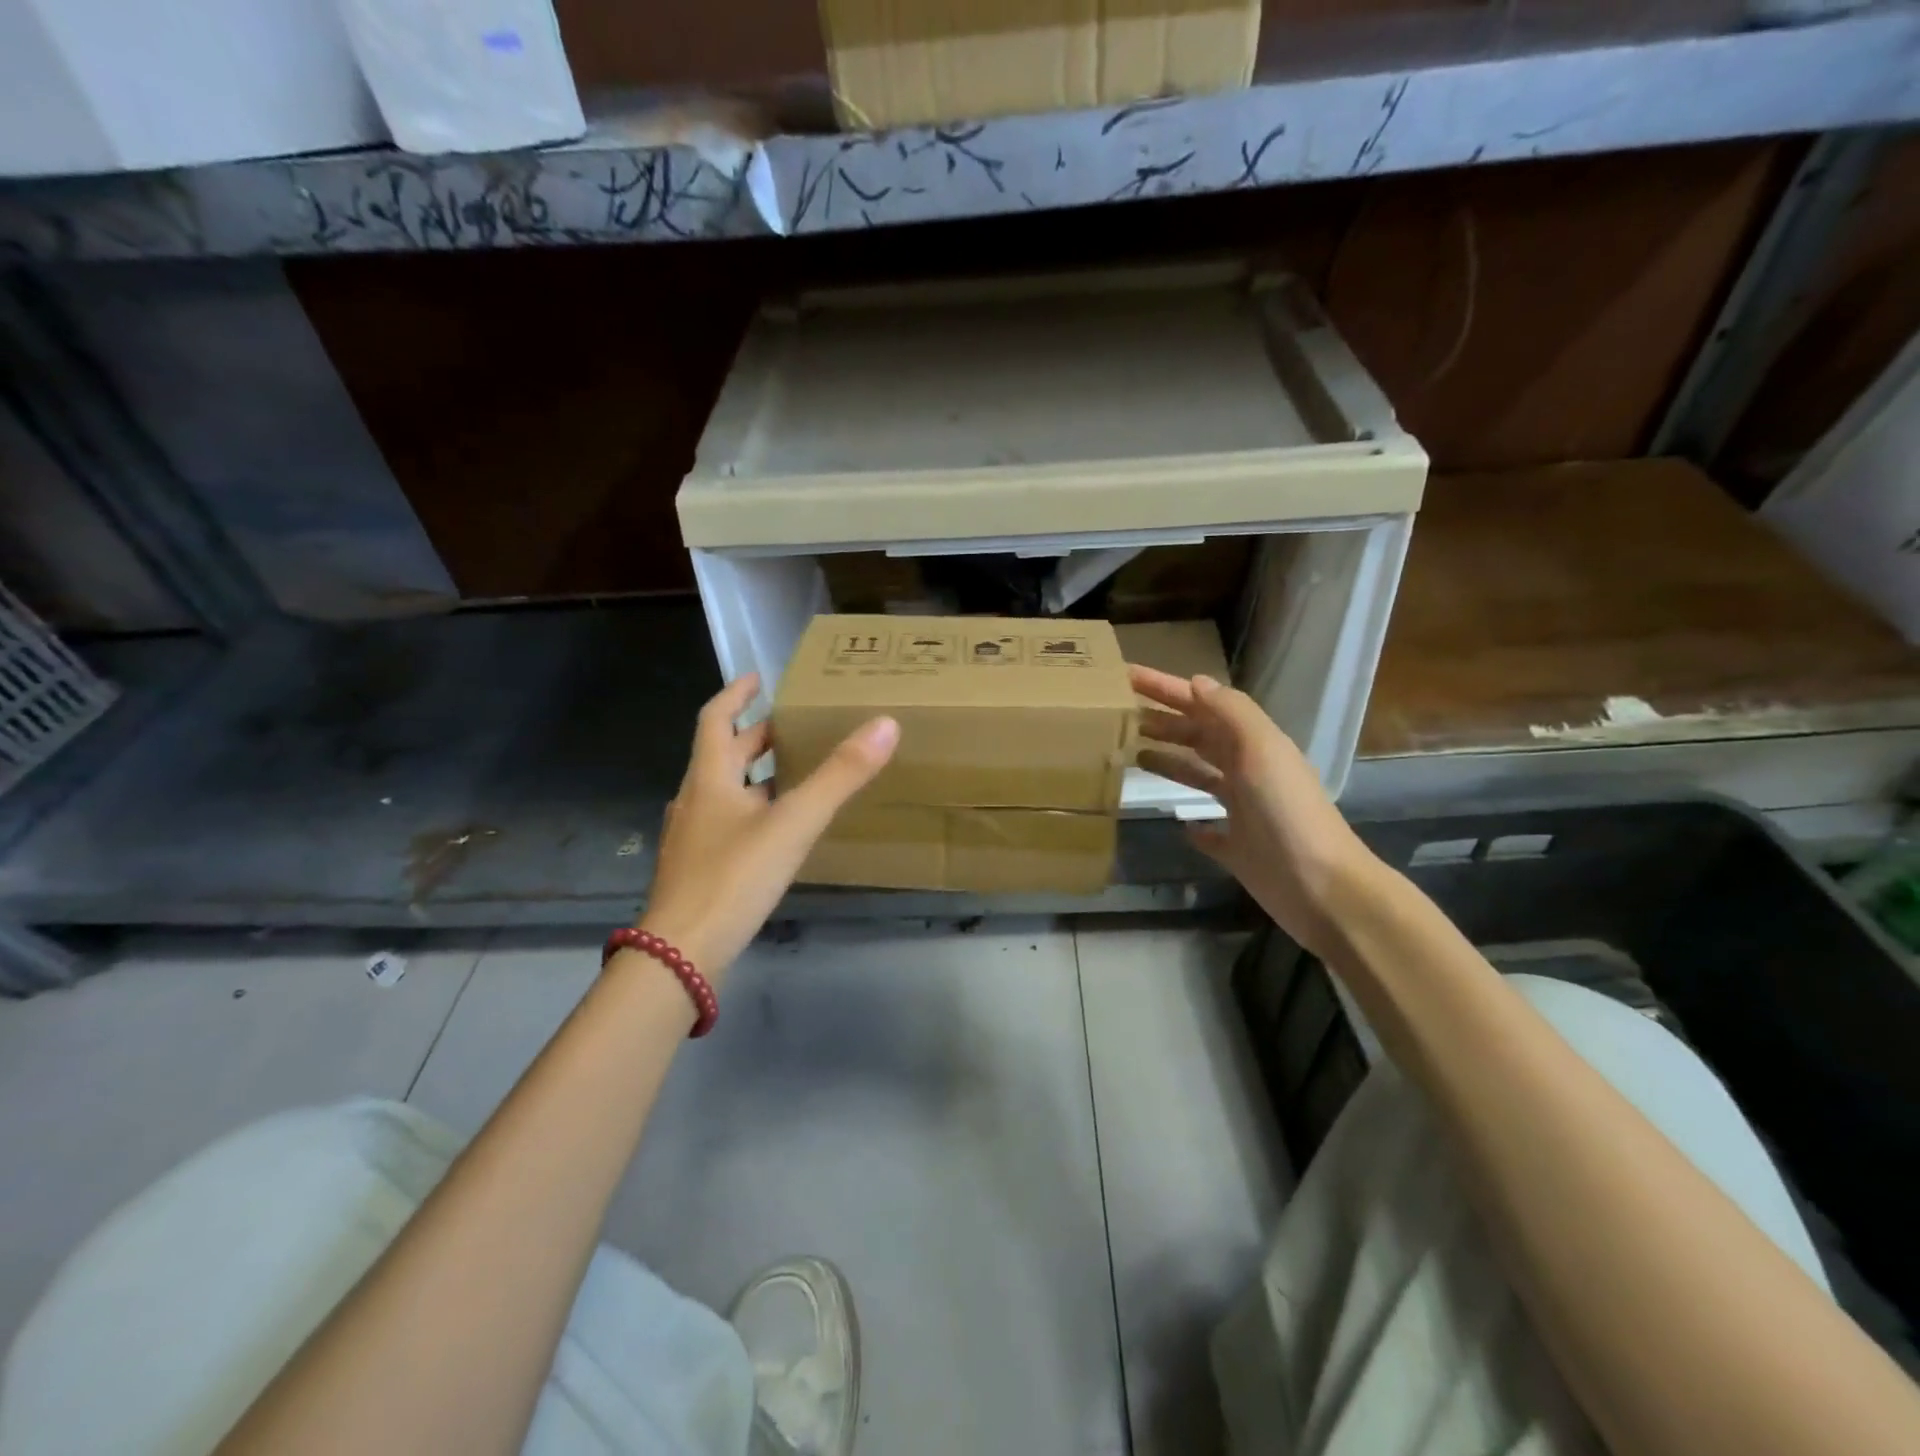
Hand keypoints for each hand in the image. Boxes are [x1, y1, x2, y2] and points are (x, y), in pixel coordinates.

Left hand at [637, 675, 898, 983]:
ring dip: (755, 776)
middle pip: (723, 755)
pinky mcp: (696, 869)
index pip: (716, 719)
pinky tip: (775, 831)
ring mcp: (691, 838)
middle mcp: (694, 800)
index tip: (758, 678)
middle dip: (756, 737)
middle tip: (794, 727)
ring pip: (724, 792)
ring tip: (794, 774)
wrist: (681, 954)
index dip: (736, 695)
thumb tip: (885, 724)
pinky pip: (726, 824)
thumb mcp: (794, 822)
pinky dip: (751, 812)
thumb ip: (840, 776)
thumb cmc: (734, 877)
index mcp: (709, 778)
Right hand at [1132, 666, 1379, 958]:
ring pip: (1200, 777)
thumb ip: (1231, 713)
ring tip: (1133, 755)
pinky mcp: (1237, 850)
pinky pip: (1210, 831)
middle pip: (1199, 738)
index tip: (1127, 676)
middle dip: (1163, 722)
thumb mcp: (1261, 750)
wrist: (1320, 887)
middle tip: (1121, 715)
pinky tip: (1179, 824)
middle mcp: (1247, 772)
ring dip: (1171, 762)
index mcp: (1252, 745)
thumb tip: (1196, 683)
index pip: (1202, 705)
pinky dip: (1193, 825)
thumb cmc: (1286, 813)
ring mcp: (1243, 812)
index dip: (1166, 689)